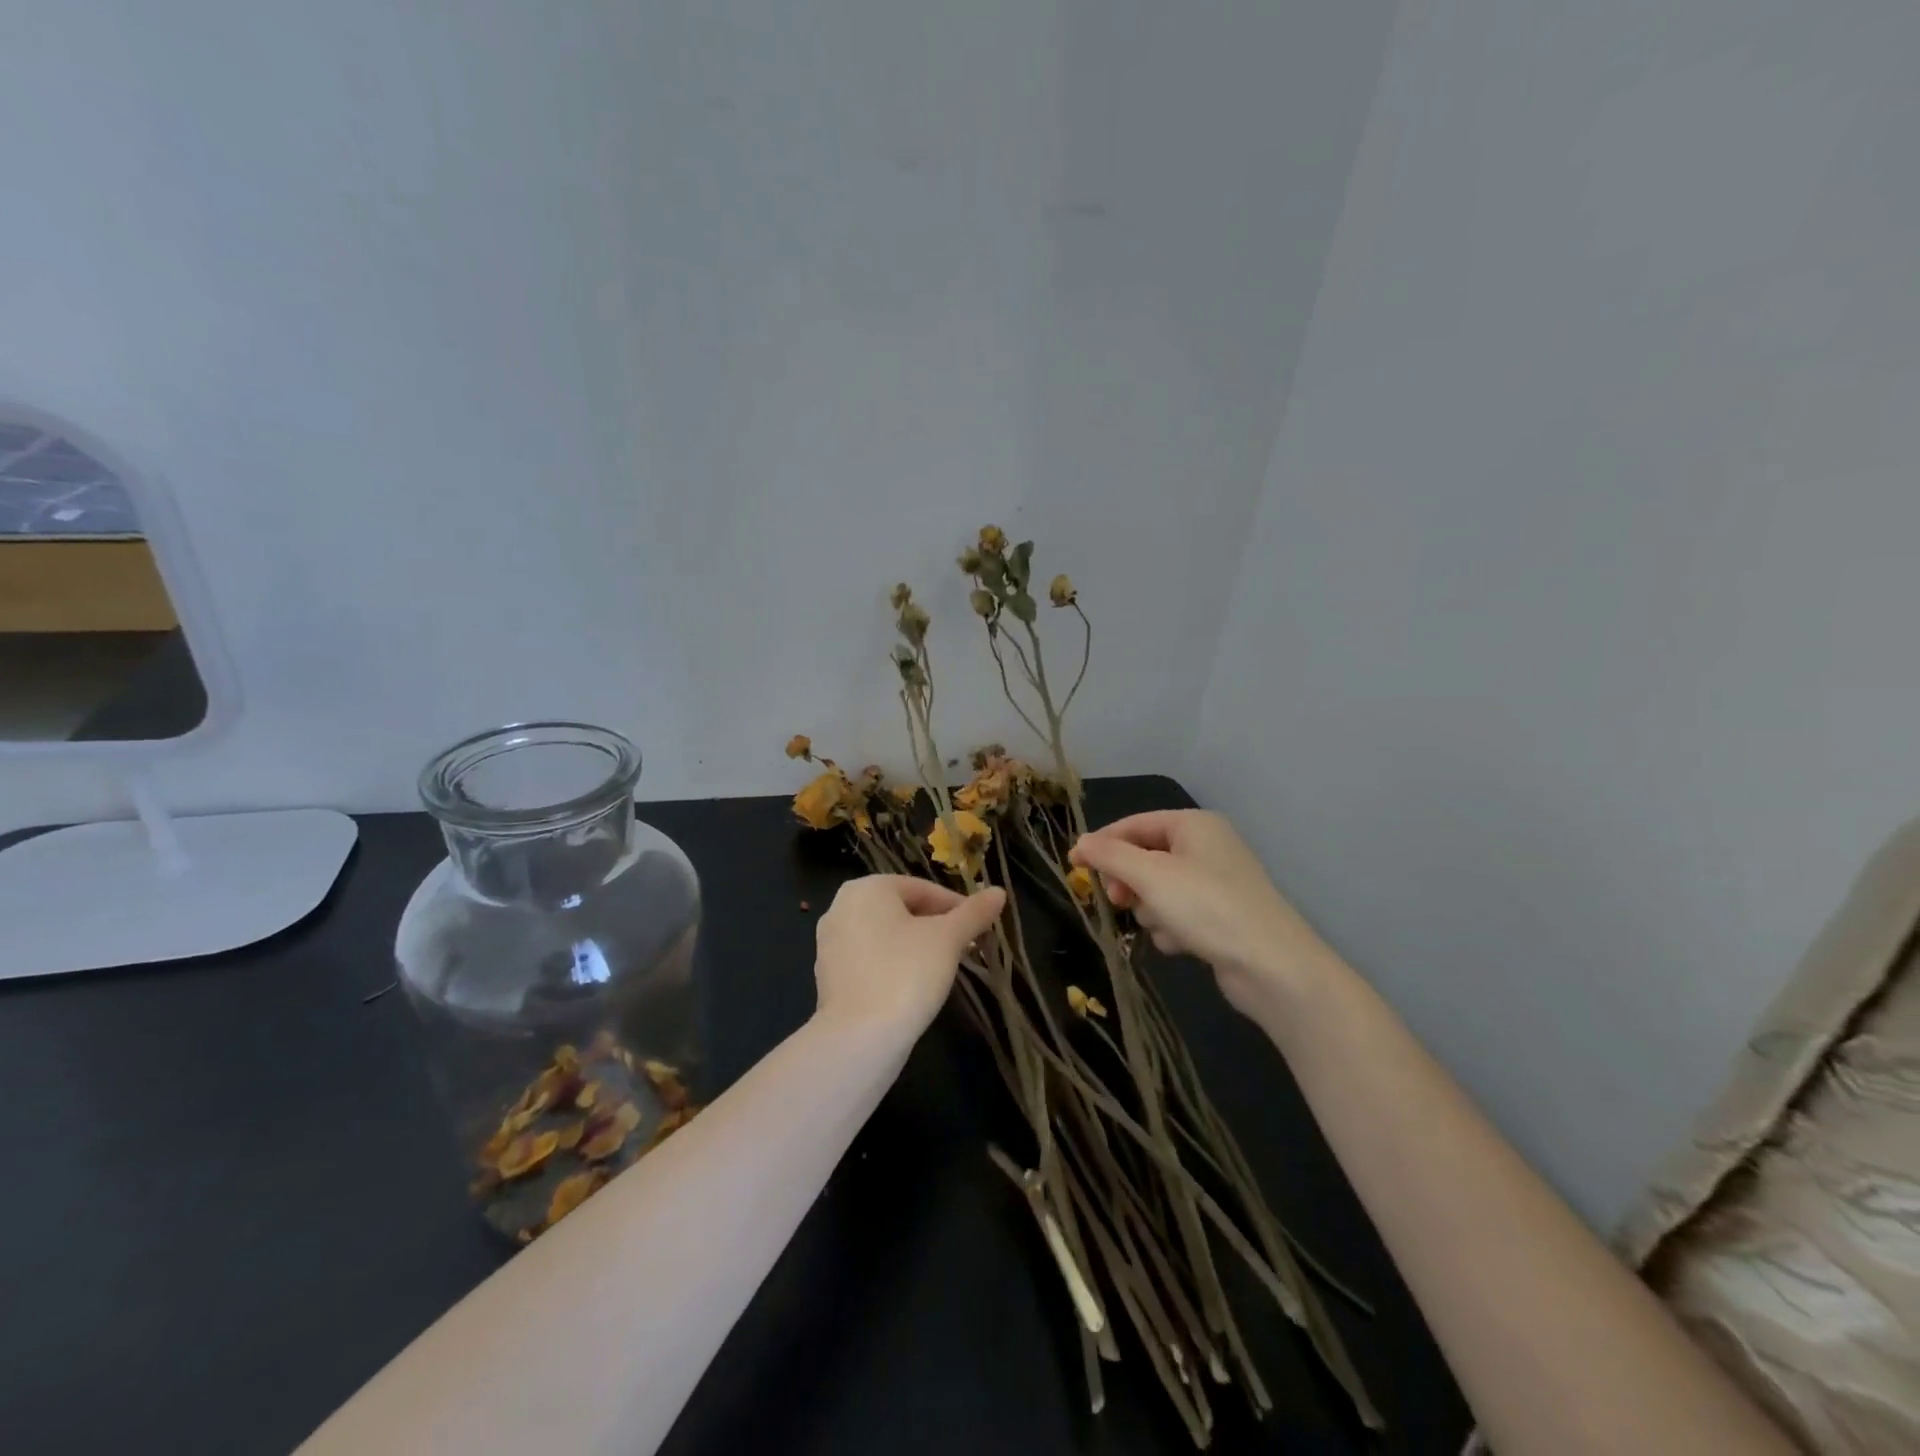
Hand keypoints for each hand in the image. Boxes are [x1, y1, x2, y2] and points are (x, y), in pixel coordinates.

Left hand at [813, 875, 1006, 1039]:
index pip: (923, 889)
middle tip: (966, 948)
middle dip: (936, 926)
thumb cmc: (906, 974)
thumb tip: (998, 893)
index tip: (981, 928)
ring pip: (886, 935)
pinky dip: (893, 965)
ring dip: (916, 946)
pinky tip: (913, 987)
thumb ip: (973, 913)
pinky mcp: (828, 976)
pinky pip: (870, 959)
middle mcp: (841, 907)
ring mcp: (830, 943)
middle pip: (902, 909)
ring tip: (944, 968)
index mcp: (867, 888)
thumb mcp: (948, 939)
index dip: (957, 907)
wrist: (859, 1039)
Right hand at [1070, 810, 1336, 1022]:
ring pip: (1157, 889)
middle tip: (1117, 901)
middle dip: (1130, 883)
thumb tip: (1080, 843)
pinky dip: (1172, 928)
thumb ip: (1109, 855)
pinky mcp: (1220, 916)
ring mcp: (1215, 882)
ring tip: (1165, 927)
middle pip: (1145, 857)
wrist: (1271, 966)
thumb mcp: (1150, 875)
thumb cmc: (1206, 907)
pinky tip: (1182, 944)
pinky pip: (1177, 913)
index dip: (1102, 844)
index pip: (1134, 824)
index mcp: (1194, 824)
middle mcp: (1206, 846)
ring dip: (1152, 910)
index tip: (1074, 866)